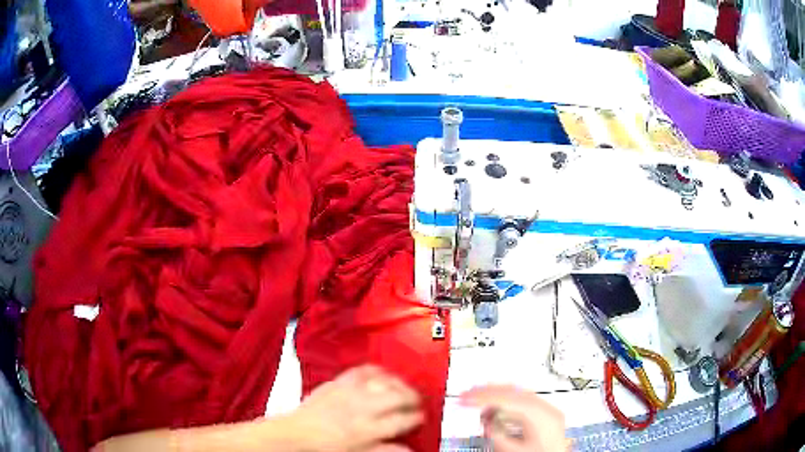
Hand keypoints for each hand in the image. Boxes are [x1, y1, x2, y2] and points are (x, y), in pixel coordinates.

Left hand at [285, 365, 423, 451]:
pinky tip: (382, 373)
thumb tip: (409, 448)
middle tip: (417, 401)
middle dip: (413, 397)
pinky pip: (362, 370)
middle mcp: (362, 408)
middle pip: (398, 397)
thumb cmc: (326, 447)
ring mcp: (350, 392)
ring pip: (384, 381)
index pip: (403, 420)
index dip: (416, 417)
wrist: (297, 434)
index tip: (421, 417)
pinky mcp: (338, 382)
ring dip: (398, 383)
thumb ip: (385, 449)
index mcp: (369, 430)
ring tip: (404, 387)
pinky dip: (376, 370)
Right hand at [460, 385, 570, 451]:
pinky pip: (524, 405)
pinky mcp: (546, 420)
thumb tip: (486, 418)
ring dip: (496, 397)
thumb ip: (497, 433)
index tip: (465, 398)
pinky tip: (493, 411)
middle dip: (488, 392)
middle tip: (467, 394)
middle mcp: (548, 410)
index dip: (483, 396)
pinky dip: (507, 405)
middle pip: (515, 391)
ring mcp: (549, 413)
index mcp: (543, 416)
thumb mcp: (513, 450)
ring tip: (476, 401)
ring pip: (519, 395)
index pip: (509, 398)